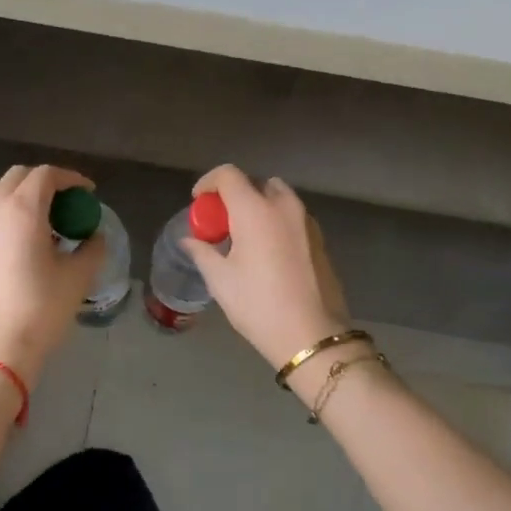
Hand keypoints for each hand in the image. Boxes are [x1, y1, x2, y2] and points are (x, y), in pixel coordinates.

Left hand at [0, 165, 102, 388]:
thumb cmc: (41, 308)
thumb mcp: (78, 277)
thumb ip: (92, 248)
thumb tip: (95, 237)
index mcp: (22, 209)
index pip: (46, 175)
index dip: (71, 179)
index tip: (89, 193)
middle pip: (19, 176)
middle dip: (46, 182)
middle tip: (69, 202)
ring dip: (24, 196)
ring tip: (47, 220)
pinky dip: (9, 214)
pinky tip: (26, 241)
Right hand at [182, 166, 352, 369]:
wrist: (311, 335)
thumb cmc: (259, 304)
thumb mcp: (221, 280)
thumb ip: (203, 252)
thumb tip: (190, 240)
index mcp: (256, 210)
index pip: (228, 175)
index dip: (208, 182)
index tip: (198, 202)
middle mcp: (284, 206)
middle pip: (256, 183)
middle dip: (235, 195)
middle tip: (221, 221)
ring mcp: (307, 221)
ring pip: (279, 198)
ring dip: (259, 206)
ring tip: (245, 236)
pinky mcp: (320, 239)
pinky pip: (293, 217)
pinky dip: (276, 221)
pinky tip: (268, 251)